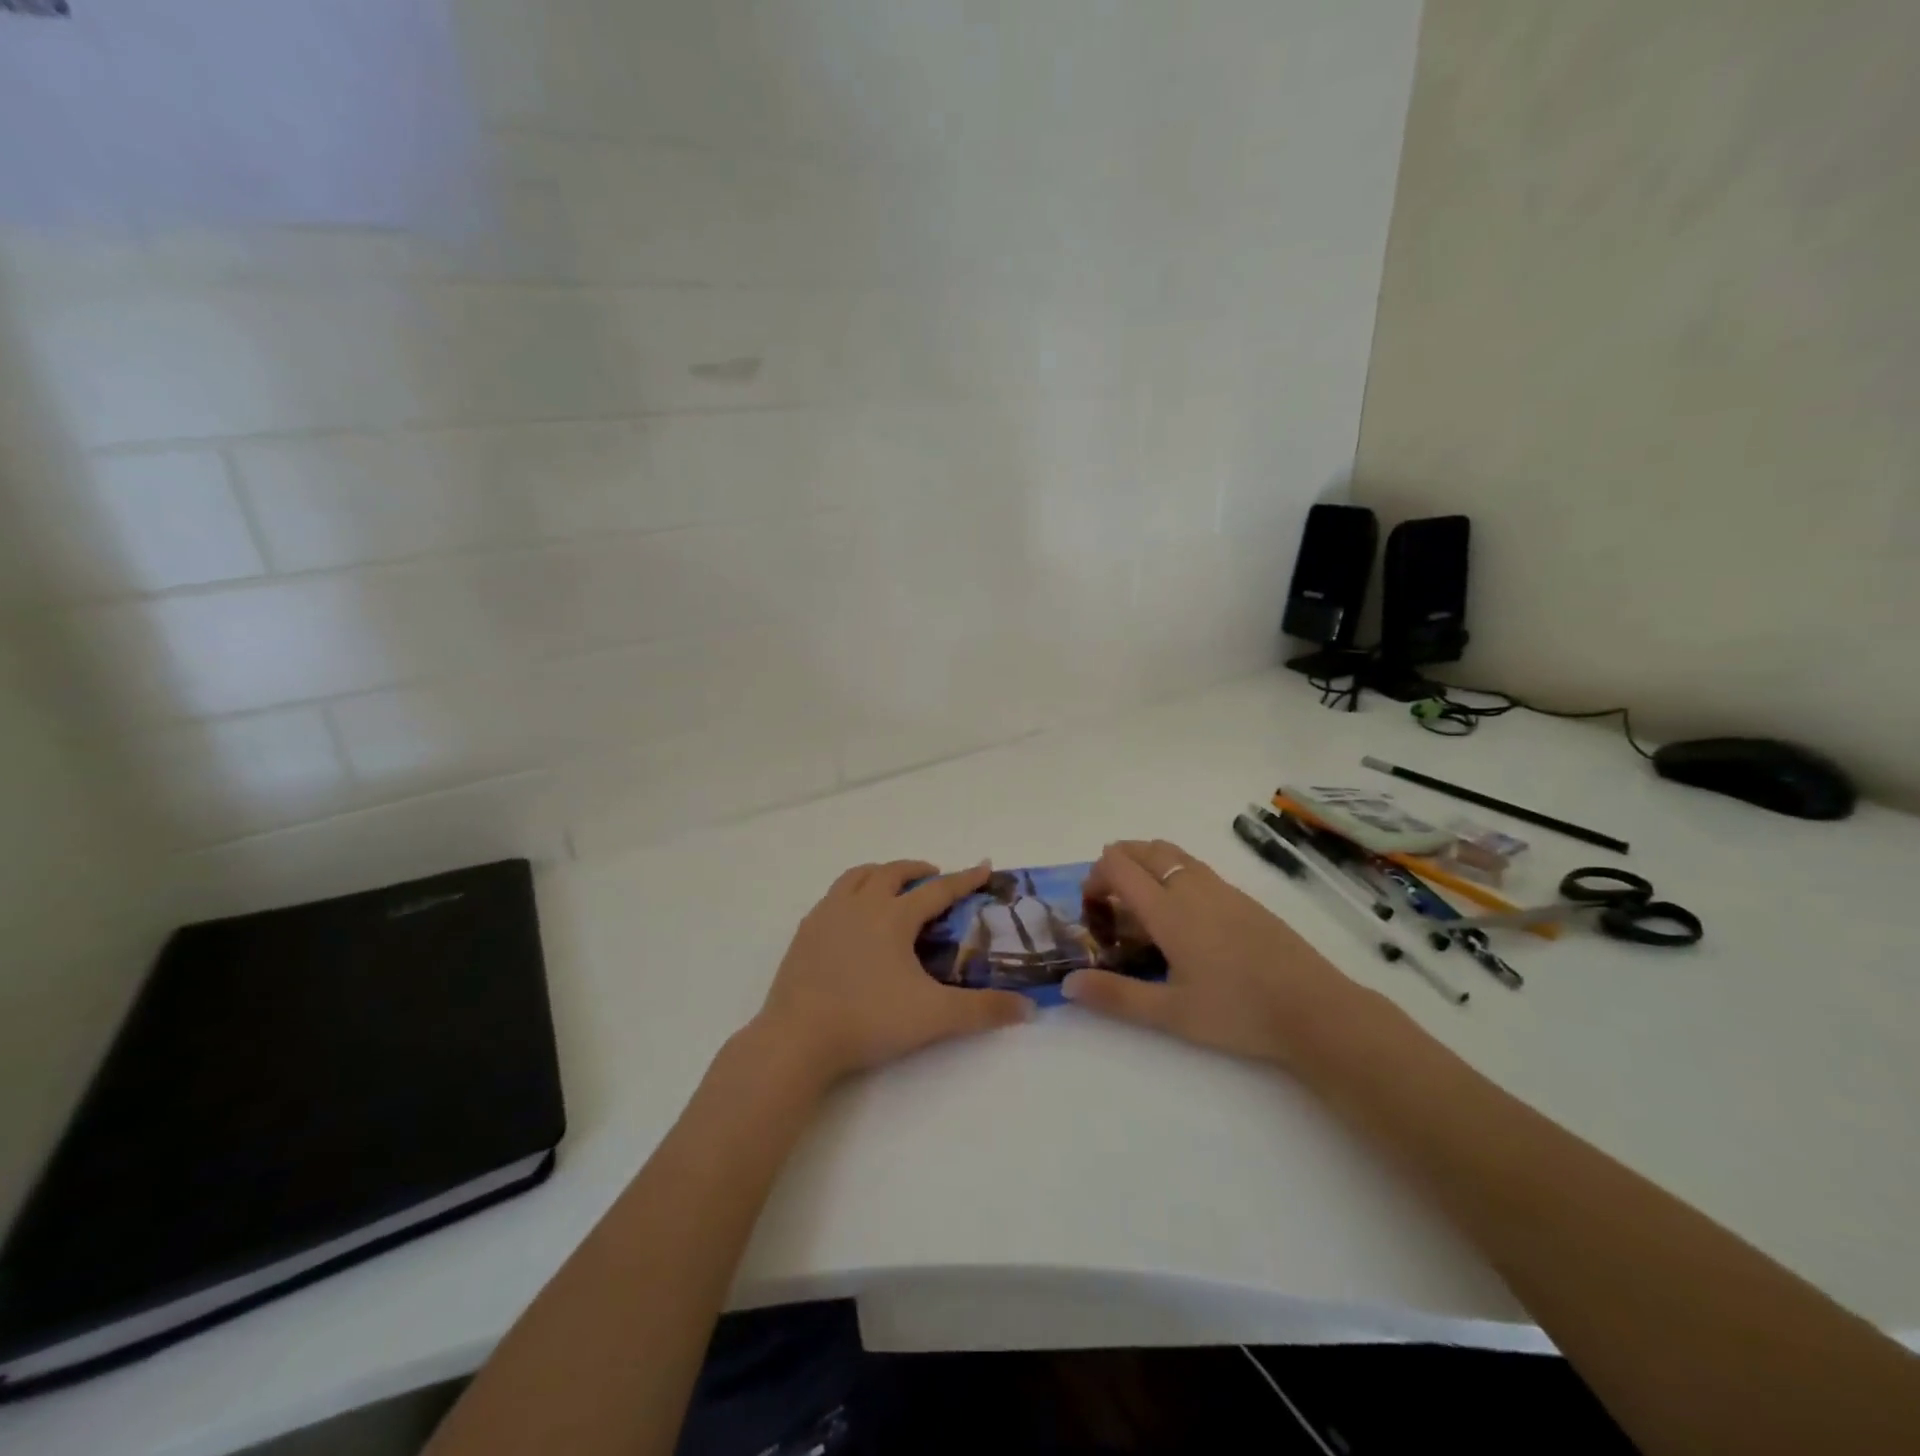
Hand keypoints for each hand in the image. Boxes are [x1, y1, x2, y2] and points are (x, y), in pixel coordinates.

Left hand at [752, 860, 1032, 1086]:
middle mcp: (860, 904)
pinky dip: (852, 892)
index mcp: (893, 916)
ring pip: (858, 876)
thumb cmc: (869, 1020)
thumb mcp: (934, 1016)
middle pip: (893, 872)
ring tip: (892, 886)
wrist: (798, 1038)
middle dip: (919, 869)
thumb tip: (1028, 1008)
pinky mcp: (805, 931)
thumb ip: (983, 1010)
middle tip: (935, 878)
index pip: (938, 889)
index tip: (984, 866)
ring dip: (881, 873)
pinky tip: (853, 916)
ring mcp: (827, 915)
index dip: (965, 878)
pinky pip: (833, 896)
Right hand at [1062, 840, 1370, 1068]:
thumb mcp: (1170, 1013)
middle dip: (1117, 864)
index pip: (1118, 866)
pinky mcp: (1243, 897)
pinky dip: (1173, 875)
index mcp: (1168, 909)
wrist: (1314, 1009)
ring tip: (1142, 906)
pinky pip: (1195, 868)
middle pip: (1143, 849)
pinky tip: (1183, 919)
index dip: (1095, 878)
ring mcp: (1221, 888)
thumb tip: (1067, 984)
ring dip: (1146, 865)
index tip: (1092, 911)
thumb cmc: (1237, 1012)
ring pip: (1172, 854)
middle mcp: (1191, 887)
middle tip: (1110, 904)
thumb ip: (1115, 996)